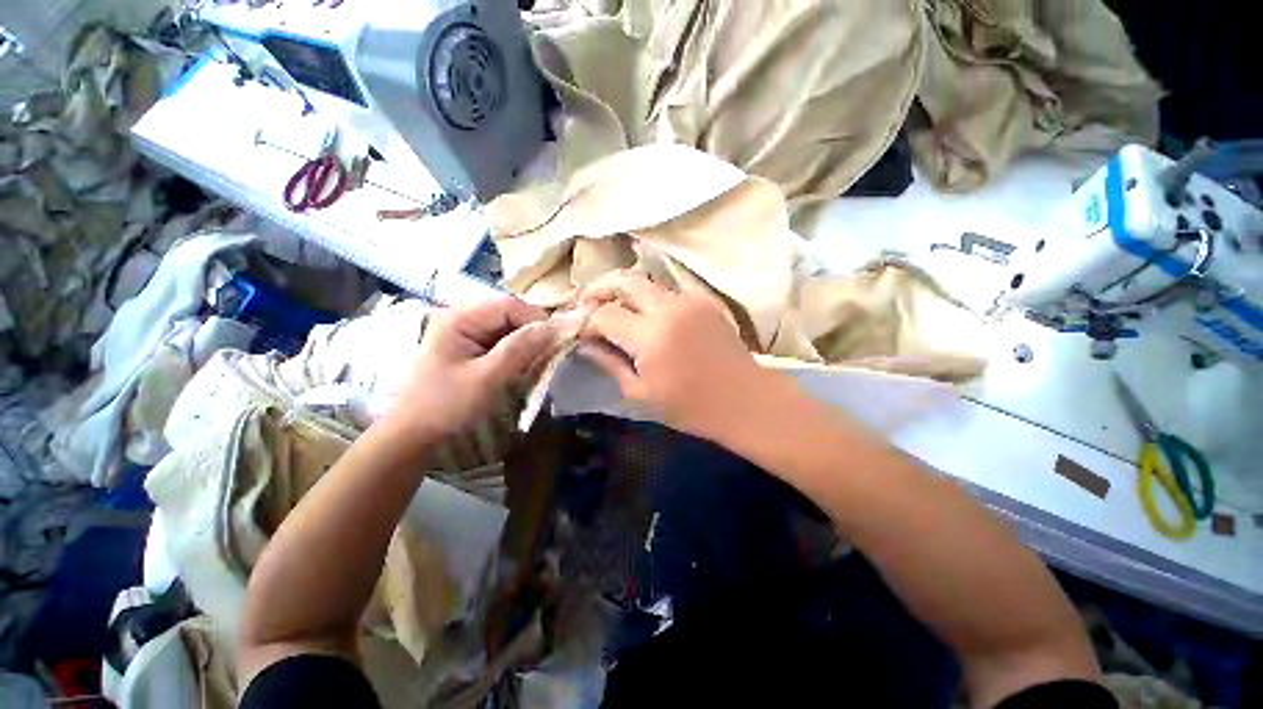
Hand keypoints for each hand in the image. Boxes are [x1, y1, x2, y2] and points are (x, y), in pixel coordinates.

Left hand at [386, 297, 555, 438]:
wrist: (414, 437)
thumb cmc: (447, 406)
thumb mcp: (488, 377)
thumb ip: (522, 348)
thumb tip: (558, 326)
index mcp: (460, 318)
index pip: (510, 305)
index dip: (537, 320)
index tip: (557, 344)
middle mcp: (462, 318)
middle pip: (510, 314)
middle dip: (533, 333)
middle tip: (548, 357)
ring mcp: (465, 333)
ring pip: (509, 329)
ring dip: (527, 345)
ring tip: (536, 365)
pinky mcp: (470, 348)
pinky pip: (502, 342)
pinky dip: (517, 353)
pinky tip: (521, 369)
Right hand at [577, 271, 767, 440]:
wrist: (744, 399)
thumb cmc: (690, 407)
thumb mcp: (640, 394)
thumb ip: (609, 363)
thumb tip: (585, 344)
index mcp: (650, 335)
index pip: (604, 313)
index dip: (586, 320)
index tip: (580, 331)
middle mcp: (668, 307)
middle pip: (622, 280)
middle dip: (598, 289)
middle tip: (586, 303)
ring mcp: (688, 299)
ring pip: (644, 281)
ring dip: (623, 291)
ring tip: (612, 308)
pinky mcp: (703, 300)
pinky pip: (666, 290)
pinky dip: (647, 297)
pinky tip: (645, 315)